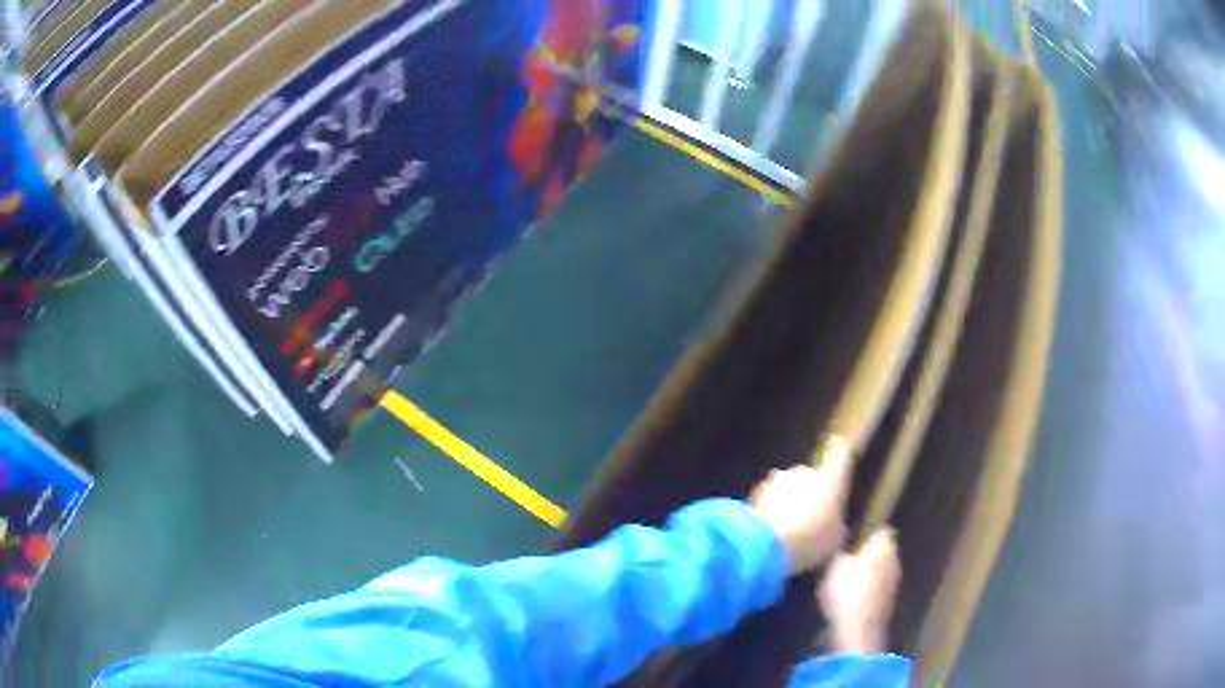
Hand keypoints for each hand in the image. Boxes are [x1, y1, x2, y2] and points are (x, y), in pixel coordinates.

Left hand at [748, 438, 852, 573]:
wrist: (766, 545)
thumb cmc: (812, 540)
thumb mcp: (835, 539)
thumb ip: (836, 525)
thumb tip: (833, 523)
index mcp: (829, 478)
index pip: (839, 455)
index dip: (838, 450)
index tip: (837, 443)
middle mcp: (803, 472)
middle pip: (807, 476)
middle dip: (806, 492)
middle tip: (808, 517)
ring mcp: (775, 481)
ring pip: (784, 488)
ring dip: (784, 501)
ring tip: (786, 529)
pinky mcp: (752, 494)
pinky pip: (765, 501)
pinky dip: (767, 511)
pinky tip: (769, 532)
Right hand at [818, 528, 900, 654]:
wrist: (859, 629)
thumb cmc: (847, 590)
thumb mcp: (834, 565)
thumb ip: (841, 550)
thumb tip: (842, 542)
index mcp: (885, 544)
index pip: (880, 529)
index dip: (866, 531)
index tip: (851, 536)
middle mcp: (895, 559)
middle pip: (882, 549)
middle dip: (867, 552)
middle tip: (846, 556)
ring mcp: (894, 581)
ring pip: (881, 569)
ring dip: (868, 572)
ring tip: (847, 577)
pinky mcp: (889, 601)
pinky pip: (878, 587)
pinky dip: (868, 589)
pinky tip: (852, 596)